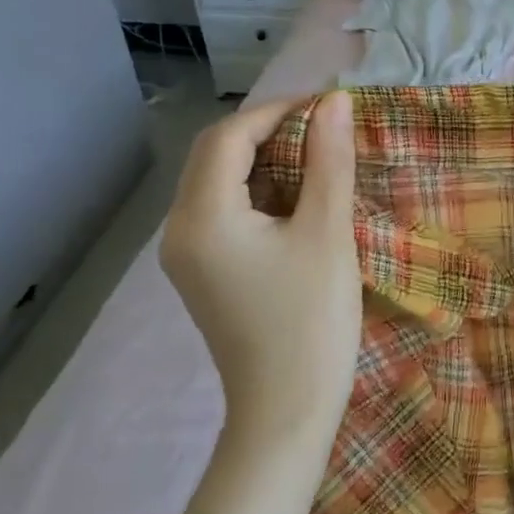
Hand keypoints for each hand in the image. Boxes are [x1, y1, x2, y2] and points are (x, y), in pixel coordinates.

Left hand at [160, 93, 360, 446]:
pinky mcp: (203, 273)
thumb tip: (335, 102)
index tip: (328, 108)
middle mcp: (179, 230)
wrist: (287, 412)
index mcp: (202, 217)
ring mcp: (186, 255)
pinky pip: (223, 211)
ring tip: (318, 159)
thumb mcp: (327, 233)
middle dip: (269, 132)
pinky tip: (297, 200)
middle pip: (215, 155)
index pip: (229, 137)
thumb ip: (329, 162)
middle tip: (325, 131)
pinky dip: (258, 192)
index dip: (278, 111)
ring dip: (264, 161)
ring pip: (218, 182)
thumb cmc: (311, 321)